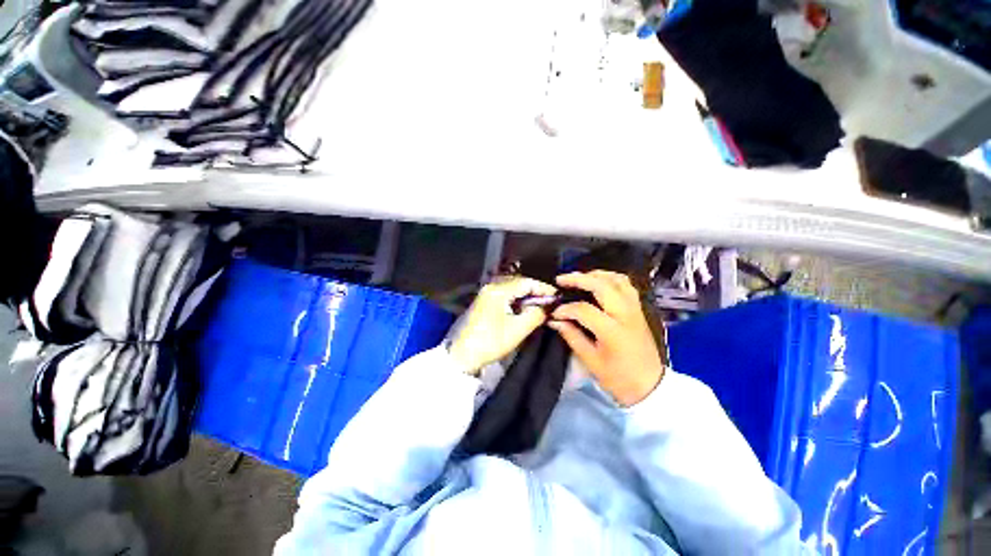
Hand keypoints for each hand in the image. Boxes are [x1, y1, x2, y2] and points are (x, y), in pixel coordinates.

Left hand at [448, 277, 556, 374]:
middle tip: (549, 302)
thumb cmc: (491, 342)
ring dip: (526, 295)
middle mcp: (491, 287)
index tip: (557, 296)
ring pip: (512, 288)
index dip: (543, 288)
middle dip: (535, 291)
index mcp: (498, 291)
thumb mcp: (518, 329)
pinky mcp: (483, 301)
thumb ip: (536, 314)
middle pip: (518, 282)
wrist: (462, 355)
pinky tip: (523, 308)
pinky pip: (504, 294)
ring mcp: (485, 293)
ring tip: (539, 305)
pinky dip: (516, 299)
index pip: (526, 282)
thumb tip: (548, 306)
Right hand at [548, 270, 664, 406]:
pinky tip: (599, 281)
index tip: (554, 313)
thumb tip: (555, 320)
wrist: (650, 386)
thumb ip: (572, 336)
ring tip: (579, 277)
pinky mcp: (639, 309)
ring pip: (617, 279)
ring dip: (596, 274)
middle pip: (602, 285)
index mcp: (612, 331)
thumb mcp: (591, 361)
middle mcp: (625, 314)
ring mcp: (635, 309)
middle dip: (578, 279)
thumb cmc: (619, 378)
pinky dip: (611, 278)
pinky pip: (626, 285)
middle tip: (561, 280)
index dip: (565, 309)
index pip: (584, 309)